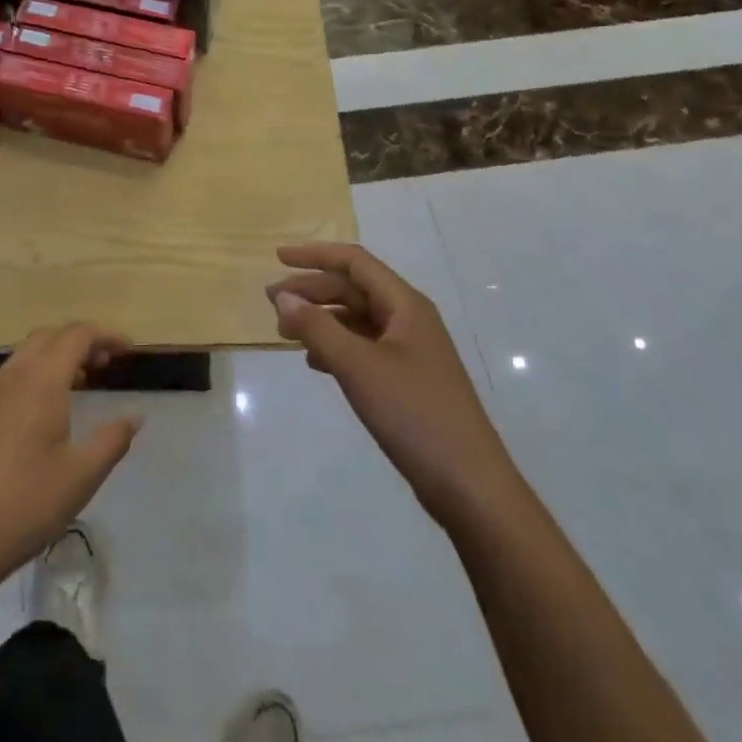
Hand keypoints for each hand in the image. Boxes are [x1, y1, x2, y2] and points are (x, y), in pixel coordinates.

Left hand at [0, 324, 142, 592]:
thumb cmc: (23, 504)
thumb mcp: (81, 476)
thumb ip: (112, 440)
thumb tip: (134, 416)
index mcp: (41, 379)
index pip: (77, 335)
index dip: (106, 336)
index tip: (129, 350)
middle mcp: (12, 375)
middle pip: (50, 337)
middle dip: (80, 342)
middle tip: (106, 365)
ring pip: (26, 355)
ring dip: (56, 358)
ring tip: (80, 384)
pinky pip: (10, 376)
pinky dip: (35, 375)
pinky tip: (43, 413)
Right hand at [268, 243, 511, 522]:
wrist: (469, 486)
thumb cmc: (414, 414)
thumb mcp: (358, 366)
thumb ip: (317, 328)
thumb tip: (284, 297)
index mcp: (405, 305)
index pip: (354, 262)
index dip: (314, 255)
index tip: (277, 258)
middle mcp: (409, 319)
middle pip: (353, 289)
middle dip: (312, 291)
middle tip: (272, 304)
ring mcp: (411, 352)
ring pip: (357, 320)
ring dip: (321, 320)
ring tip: (285, 334)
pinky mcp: (408, 381)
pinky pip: (364, 348)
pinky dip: (336, 347)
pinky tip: (315, 363)